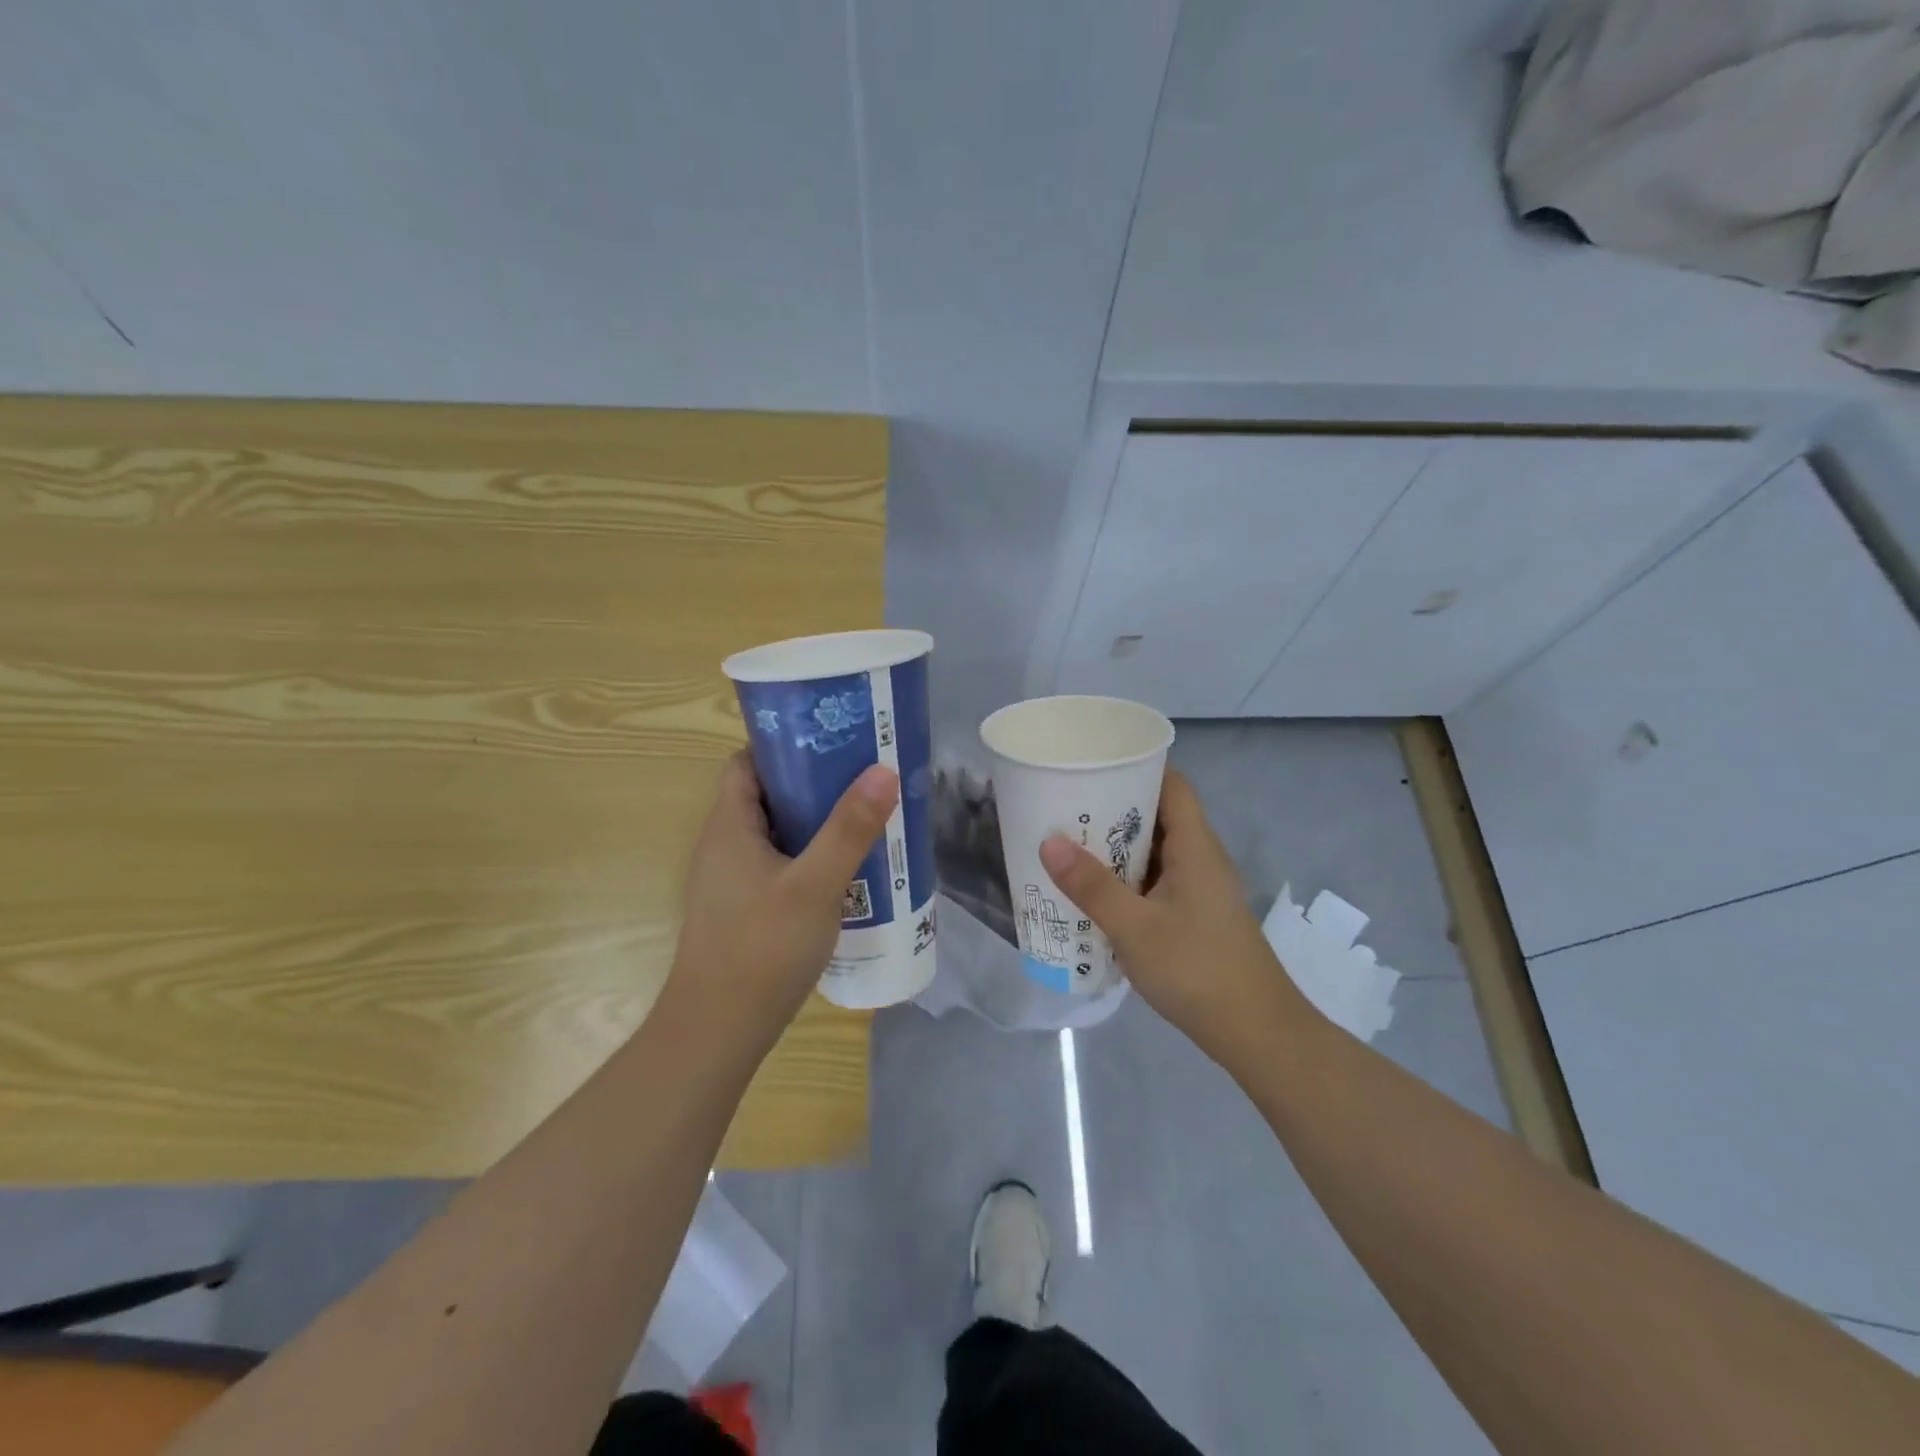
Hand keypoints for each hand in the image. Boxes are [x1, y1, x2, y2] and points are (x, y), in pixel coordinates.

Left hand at [669, 751, 898, 1045]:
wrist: (719, 1031)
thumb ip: (849, 829)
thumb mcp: (815, 884)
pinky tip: (850, 872)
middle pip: (768, 796)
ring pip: (778, 834)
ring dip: (818, 824)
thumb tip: (882, 770)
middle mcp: (725, 845)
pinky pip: (782, 866)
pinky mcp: (746, 909)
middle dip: (815, 784)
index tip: (833, 741)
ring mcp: (733, 880)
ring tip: (867, 819)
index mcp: (729, 826)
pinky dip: (812, 859)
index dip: (786, 746)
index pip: (748, 762)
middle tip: (864, 779)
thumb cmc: (762, 948)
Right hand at [1038, 770, 1312, 1059]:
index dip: (1136, 768)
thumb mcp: (1134, 928)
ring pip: (1156, 851)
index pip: (1172, 784)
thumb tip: (1048, 842)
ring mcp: (1201, 888)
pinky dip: (1128, 878)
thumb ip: (1091, 886)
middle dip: (1114, 809)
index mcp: (1195, 846)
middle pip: (1159, 815)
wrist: (1256, 1033)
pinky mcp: (1197, 915)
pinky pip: (1157, 880)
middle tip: (1066, 807)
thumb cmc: (1197, 969)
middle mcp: (1202, 858)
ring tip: (1070, 845)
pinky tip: (1096, 893)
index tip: (1092, 766)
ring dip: (1117, 848)